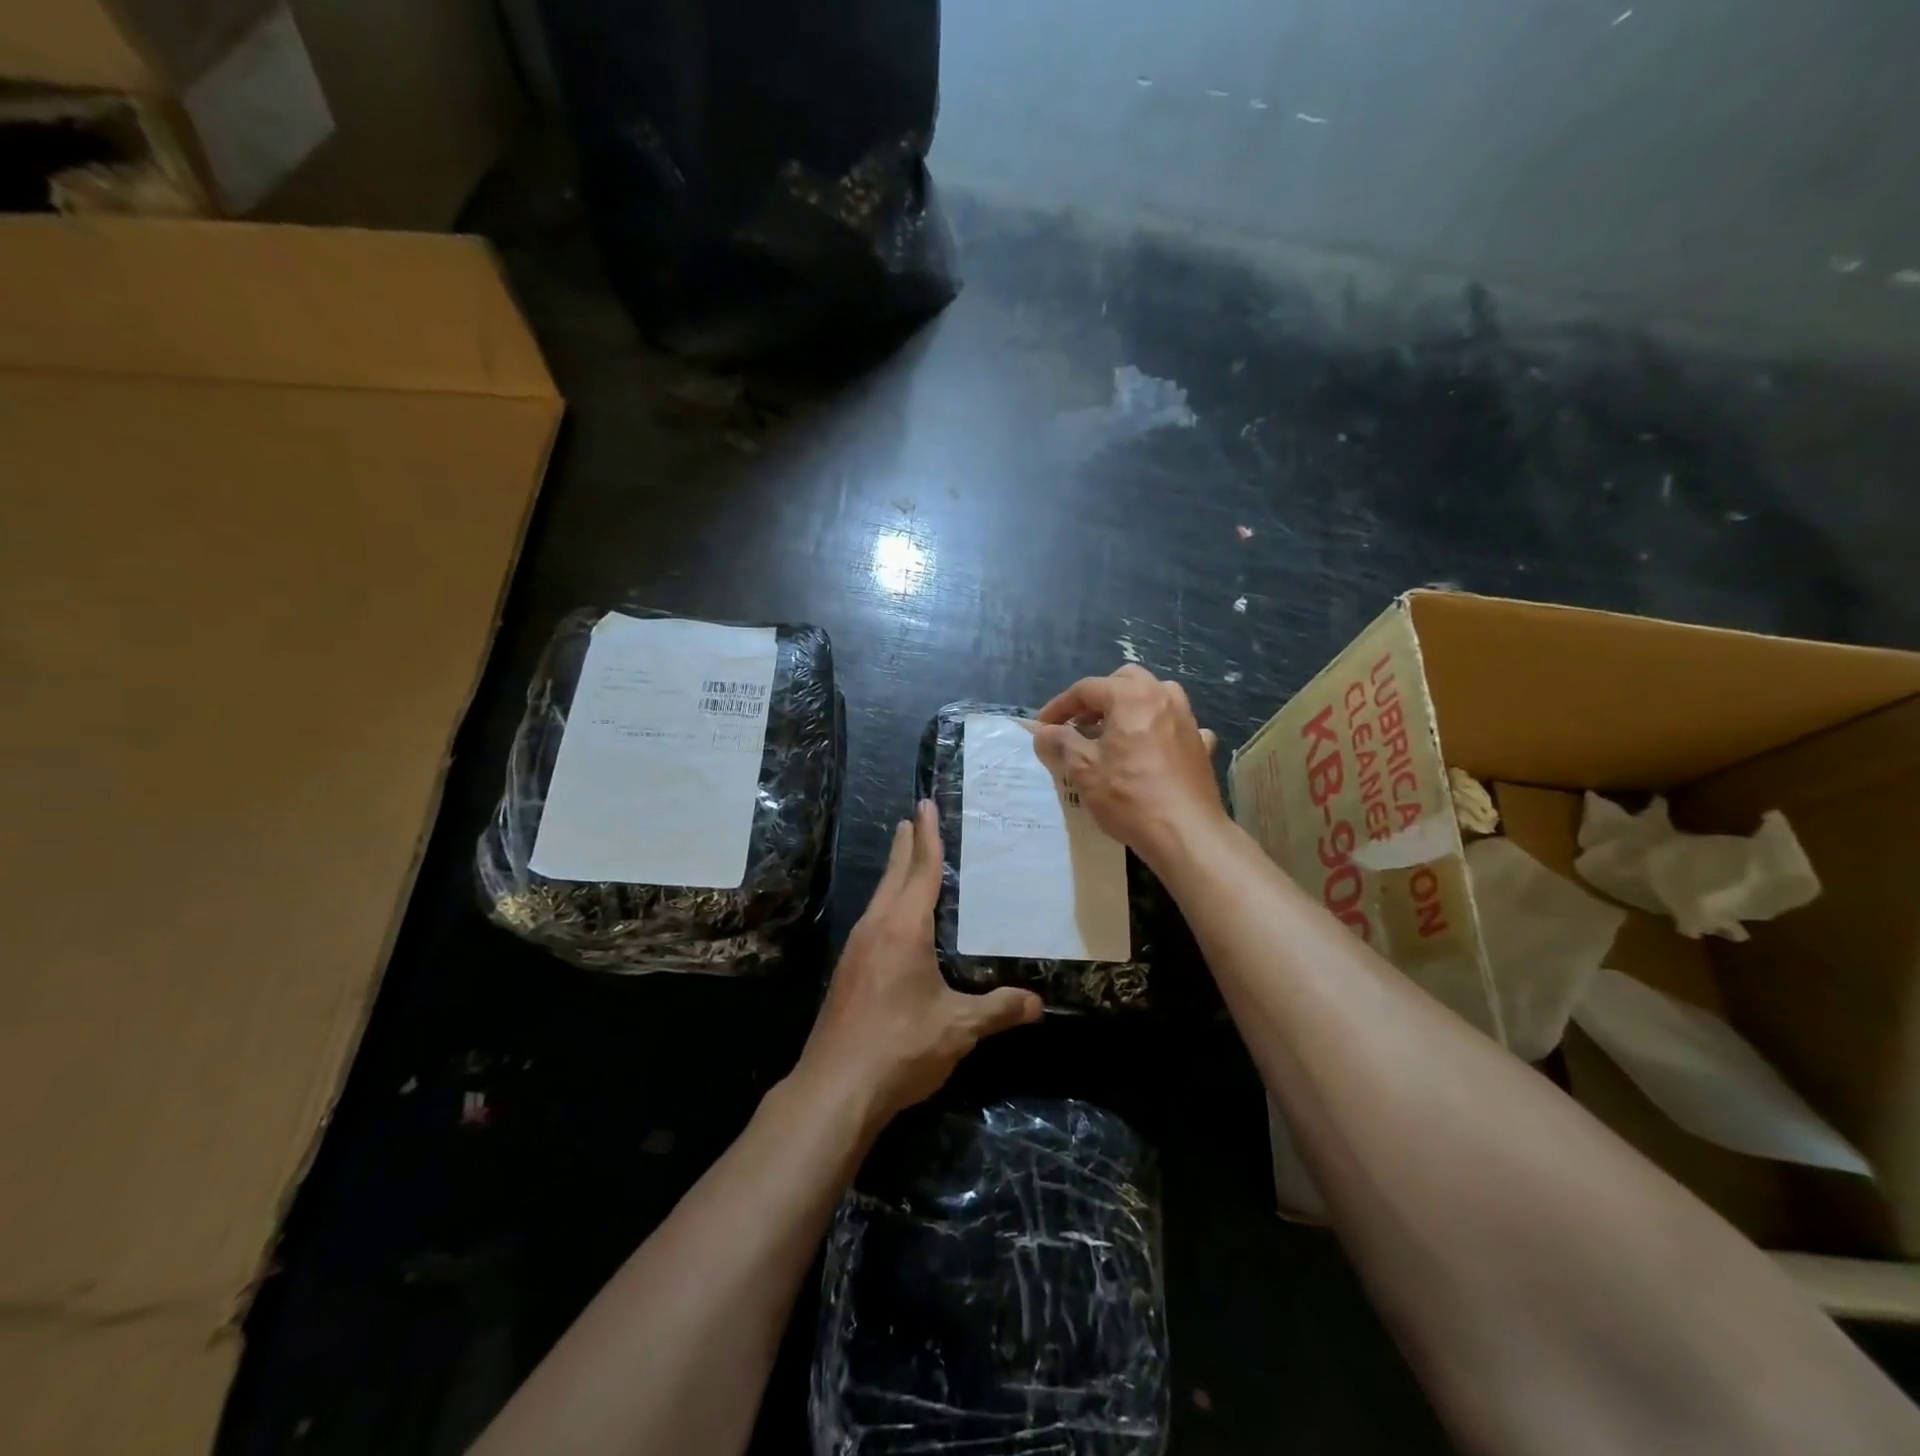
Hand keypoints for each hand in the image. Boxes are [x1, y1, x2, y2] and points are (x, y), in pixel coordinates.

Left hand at [792, 801, 1041, 1132]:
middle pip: (894, 876)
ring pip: (879, 898)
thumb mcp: (958, 1027)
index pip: (921, 871)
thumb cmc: (901, 1047)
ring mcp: (856, 950)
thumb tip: (1039, 1003)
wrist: (835, 1087)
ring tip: (904, 859)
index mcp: (904, 929)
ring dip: (894, 874)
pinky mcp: (847, 973)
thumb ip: (998, 1010)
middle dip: (906, 845)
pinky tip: (892, 921)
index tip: (925, 805)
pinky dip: (887, 904)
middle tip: (913, 817)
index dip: (928, 837)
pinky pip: (872, 922)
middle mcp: (876, 929)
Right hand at [1031, 665, 1226, 869]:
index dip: (1060, 706)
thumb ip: (1061, 743)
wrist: (1187, 834)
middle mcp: (1163, 697)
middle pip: (1125, 682)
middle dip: (1098, 698)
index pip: (1087, 689)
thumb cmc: (1129, 796)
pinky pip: (1177, 725)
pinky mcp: (1201, 745)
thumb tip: (1043, 732)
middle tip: (1079, 724)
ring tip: (1113, 734)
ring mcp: (1188, 720)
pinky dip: (1160, 730)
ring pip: (1155, 697)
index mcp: (1132, 696)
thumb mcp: (1084, 769)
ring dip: (1130, 707)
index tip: (1043, 727)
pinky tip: (1154, 750)